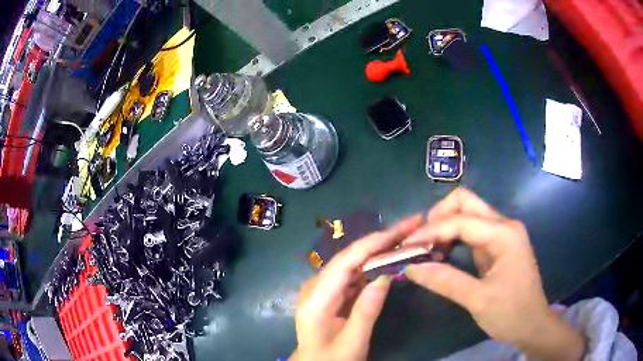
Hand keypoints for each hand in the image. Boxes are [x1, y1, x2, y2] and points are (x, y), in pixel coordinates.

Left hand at [290, 216, 422, 360]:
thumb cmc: (331, 360)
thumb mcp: (352, 342)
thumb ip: (366, 310)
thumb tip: (386, 275)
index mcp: (315, 298)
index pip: (345, 262)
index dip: (372, 243)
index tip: (400, 230)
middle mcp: (316, 286)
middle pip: (350, 256)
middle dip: (381, 240)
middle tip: (412, 225)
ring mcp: (324, 288)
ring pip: (354, 261)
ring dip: (381, 248)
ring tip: (407, 236)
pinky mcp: (333, 292)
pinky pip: (355, 273)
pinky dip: (375, 264)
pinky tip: (392, 257)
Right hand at [404, 188, 584, 360]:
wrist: (533, 324)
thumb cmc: (511, 313)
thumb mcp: (477, 300)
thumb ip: (445, 281)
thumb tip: (410, 268)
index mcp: (504, 234)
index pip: (461, 220)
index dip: (430, 231)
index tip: (406, 246)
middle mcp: (504, 225)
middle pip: (466, 202)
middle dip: (438, 217)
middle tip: (419, 242)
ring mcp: (502, 234)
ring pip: (468, 214)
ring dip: (444, 226)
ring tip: (425, 248)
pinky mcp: (498, 245)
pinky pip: (471, 230)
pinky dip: (453, 237)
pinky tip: (441, 253)